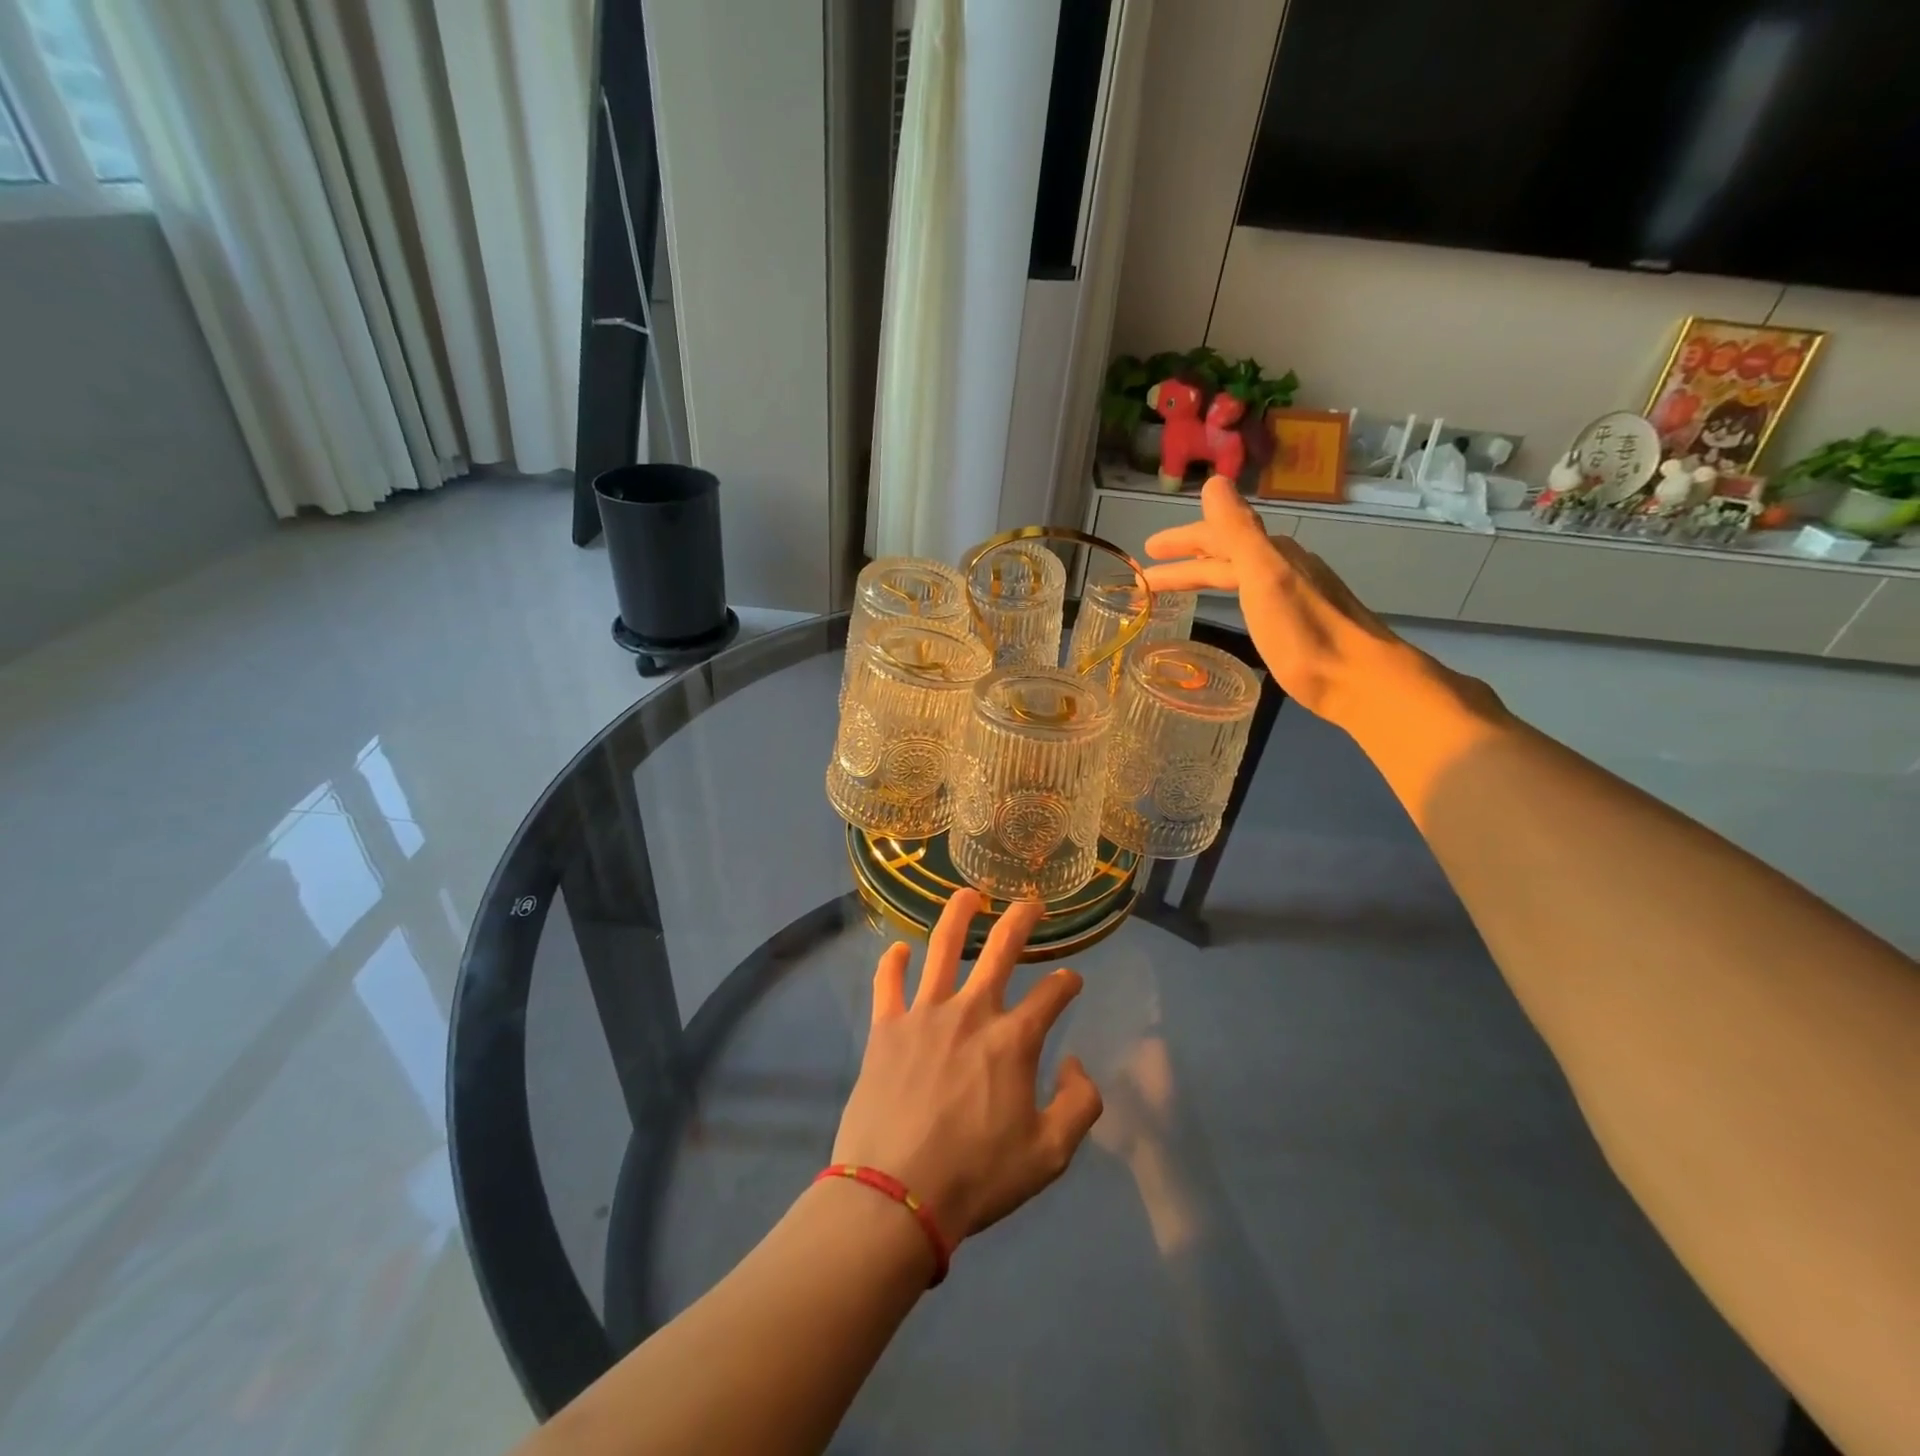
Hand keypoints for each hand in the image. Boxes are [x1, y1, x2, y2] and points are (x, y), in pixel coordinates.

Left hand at [832, 891, 1103, 1245]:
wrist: (897, 1197)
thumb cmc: (977, 1177)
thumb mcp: (1050, 1155)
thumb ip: (1080, 1104)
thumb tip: (1075, 1063)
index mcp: (1013, 1040)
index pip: (1052, 994)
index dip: (1068, 983)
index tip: (1072, 981)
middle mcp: (971, 1012)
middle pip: (1001, 950)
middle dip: (1021, 920)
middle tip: (1031, 902)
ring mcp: (924, 1014)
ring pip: (942, 948)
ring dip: (957, 915)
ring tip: (967, 894)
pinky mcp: (886, 1028)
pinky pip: (888, 983)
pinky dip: (893, 962)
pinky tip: (898, 948)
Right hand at [1142, 475, 1406, 722]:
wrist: (1357, 678)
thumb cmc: (1303, 631)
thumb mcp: (1263, 575)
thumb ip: (1237, 530)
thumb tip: (1214, 482)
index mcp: (1271, 554)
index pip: (1215, 540)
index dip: (1180, 544)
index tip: (1146, 553)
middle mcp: (1284, 566)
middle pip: (1226, 556)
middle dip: (1186, 561)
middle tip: (1148, 574)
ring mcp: (1294, 593)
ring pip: (1239, 574)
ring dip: (1205, 576)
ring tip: (1177, 588)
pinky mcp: (1299, 622)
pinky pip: (1252, 594)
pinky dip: (1228, 593)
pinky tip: (1231, 606)